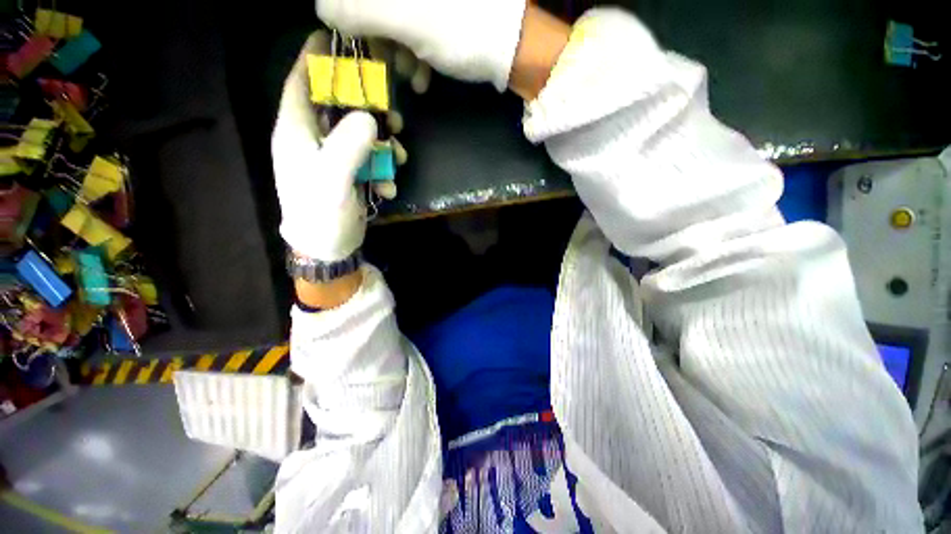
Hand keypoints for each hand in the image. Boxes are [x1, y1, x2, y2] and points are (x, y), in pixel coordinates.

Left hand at [272, 32, 377, 261]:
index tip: (338, 42)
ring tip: (398, 158)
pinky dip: (383, 170)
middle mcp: (313, 139)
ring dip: (383, 144)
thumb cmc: (319, 213)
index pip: (302, 82)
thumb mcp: (332, 180)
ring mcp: (333, 157)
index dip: (316, 59)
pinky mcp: (349, 173)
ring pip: (360, 134)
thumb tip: (369, 117)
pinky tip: (388, 187)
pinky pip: (369, 160)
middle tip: (393, 117)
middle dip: (368, 109)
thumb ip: (347, 146)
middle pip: (339, 107)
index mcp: (297, 131)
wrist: (328, 247)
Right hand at [317, 0, 527, 90]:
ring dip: (398, 54)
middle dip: (378, 40)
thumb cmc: (460, 32)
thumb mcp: (407, 20)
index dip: (350, 19)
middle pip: (376, 9)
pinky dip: (415, 56)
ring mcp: (428, 4)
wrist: (510, 48)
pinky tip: (424, 76)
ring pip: (395, 23)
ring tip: (411, 76)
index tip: (355, 45)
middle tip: (386, 68)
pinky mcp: (441, 17)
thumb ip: (362, 10)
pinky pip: (416, 33)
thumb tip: (322, 8)